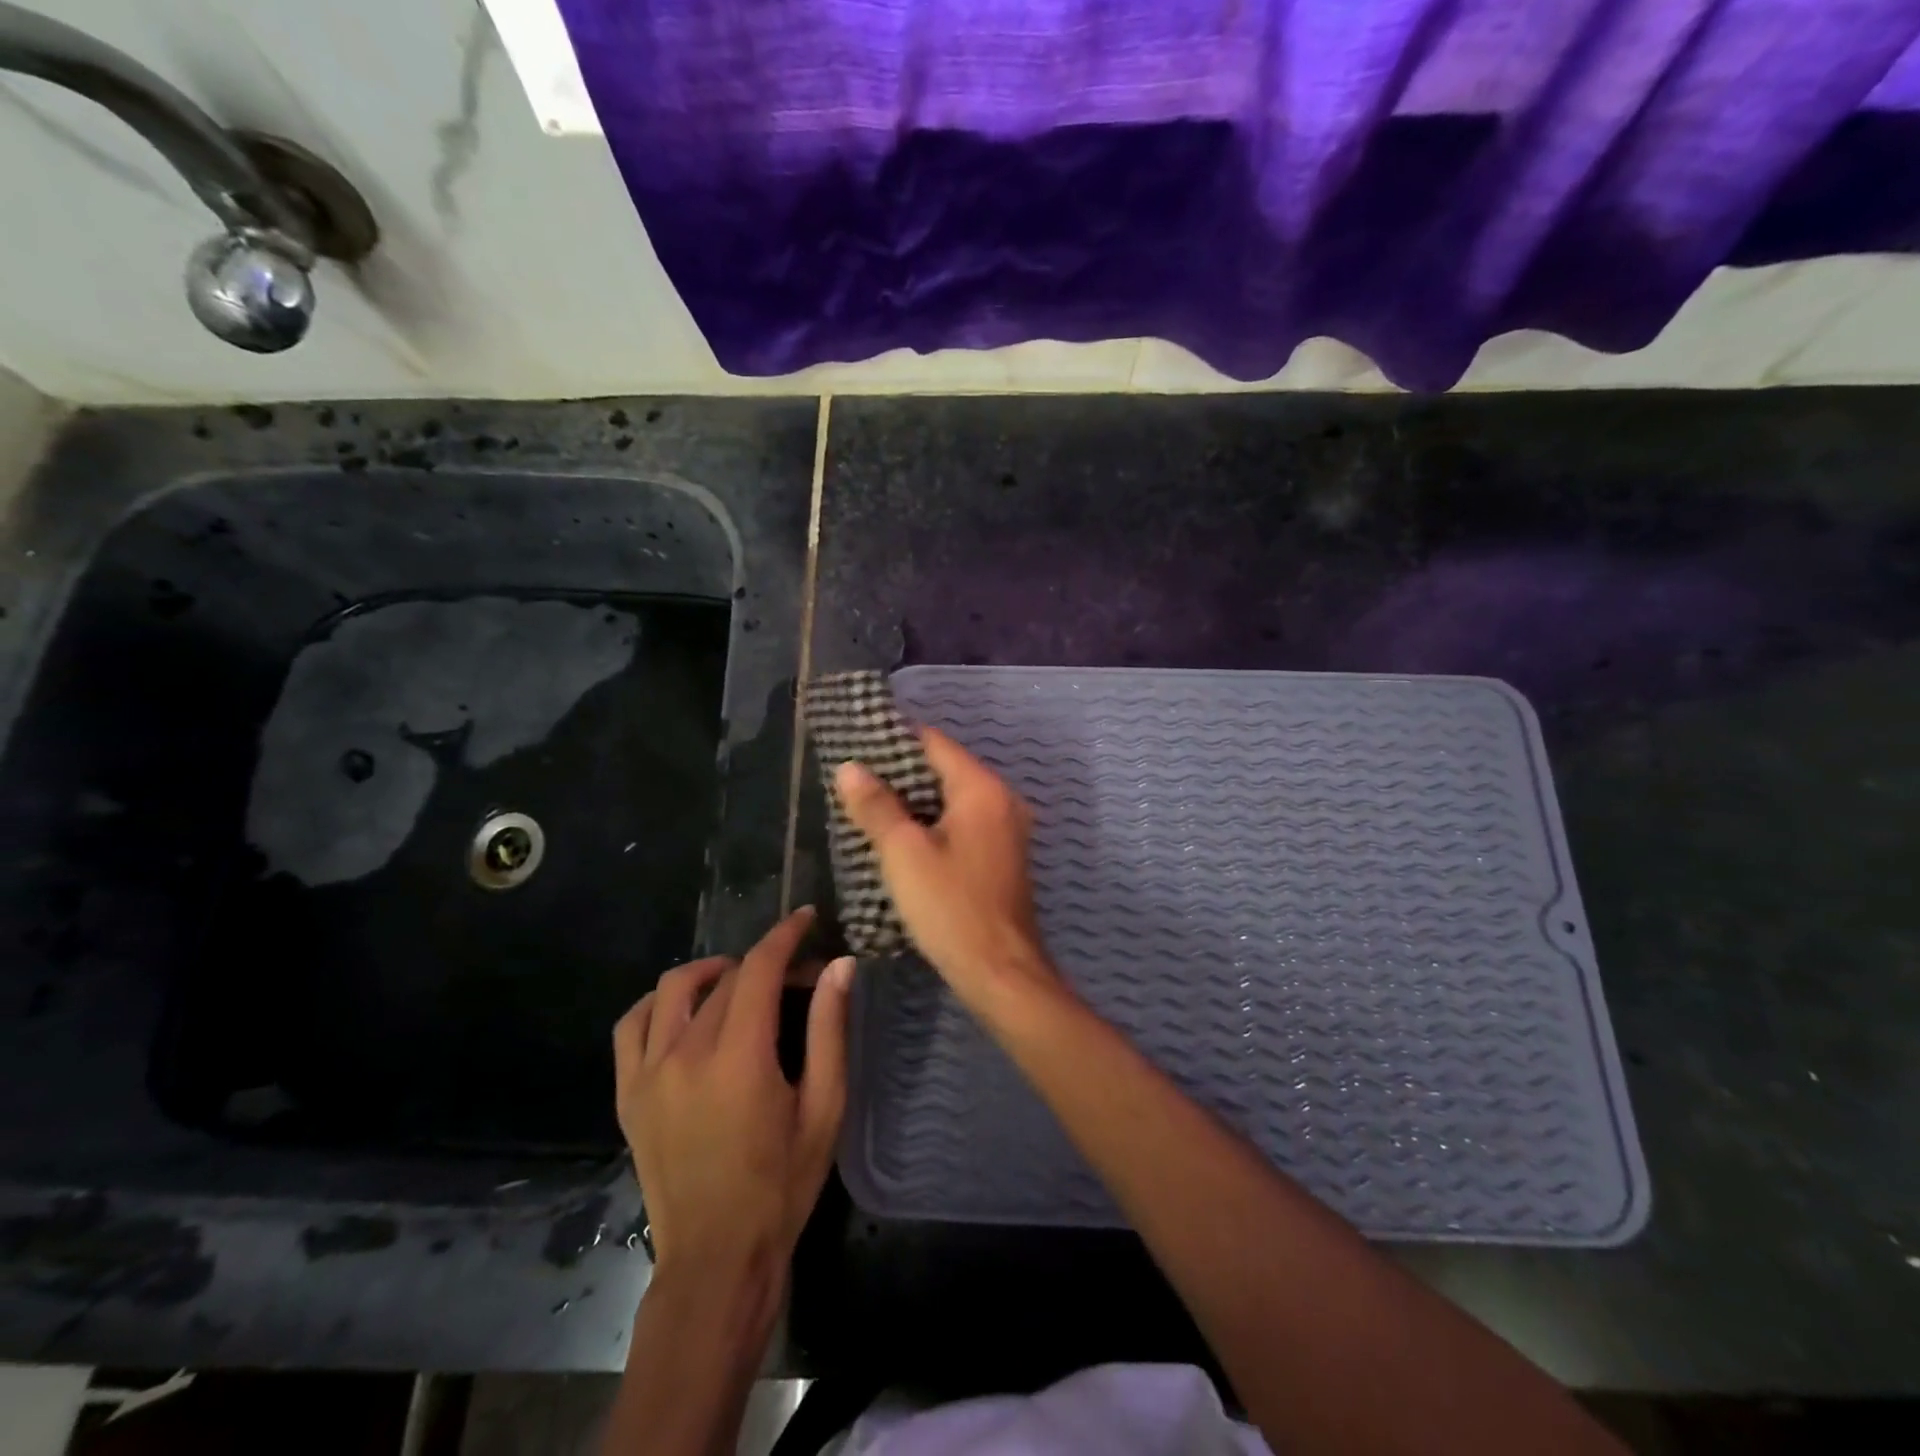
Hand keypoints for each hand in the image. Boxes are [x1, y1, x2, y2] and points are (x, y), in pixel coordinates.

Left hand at [612, 908, 852, 1322]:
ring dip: (710, 973)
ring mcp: (648, 1072)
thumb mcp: (824, 1107)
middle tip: (797, 978)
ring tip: (738, 984)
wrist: (716, 1258)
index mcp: (739, 1057)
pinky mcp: (628, 1093)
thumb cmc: (782, 1184)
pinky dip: (658, 1004)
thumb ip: (829, 1030)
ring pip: (673, 988)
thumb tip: (839, 966)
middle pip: (726, 979)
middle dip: (765, 964)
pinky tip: (683, 1013)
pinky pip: (632, 1024)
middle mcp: (686, 1053)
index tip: (806, 918)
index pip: (759, 968)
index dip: (785, 935)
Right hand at [833, 727, 1063, 1015]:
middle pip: (945, 768)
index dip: (894, 739)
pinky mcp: (1002, 855)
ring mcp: (1007, 828)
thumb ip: (876, 806)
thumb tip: (850, 768)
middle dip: (900, 772)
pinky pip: (963, 822)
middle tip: (855, 778)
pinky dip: (933, 822)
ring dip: (915, 800)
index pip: (934, 742)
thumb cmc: (950, 907)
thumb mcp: (904, 853)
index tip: (856, 744)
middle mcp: (1002, 799)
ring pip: (953, 798)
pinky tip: (902, 836)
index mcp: (982, 789)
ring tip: (869, 804)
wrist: (1000, 971)